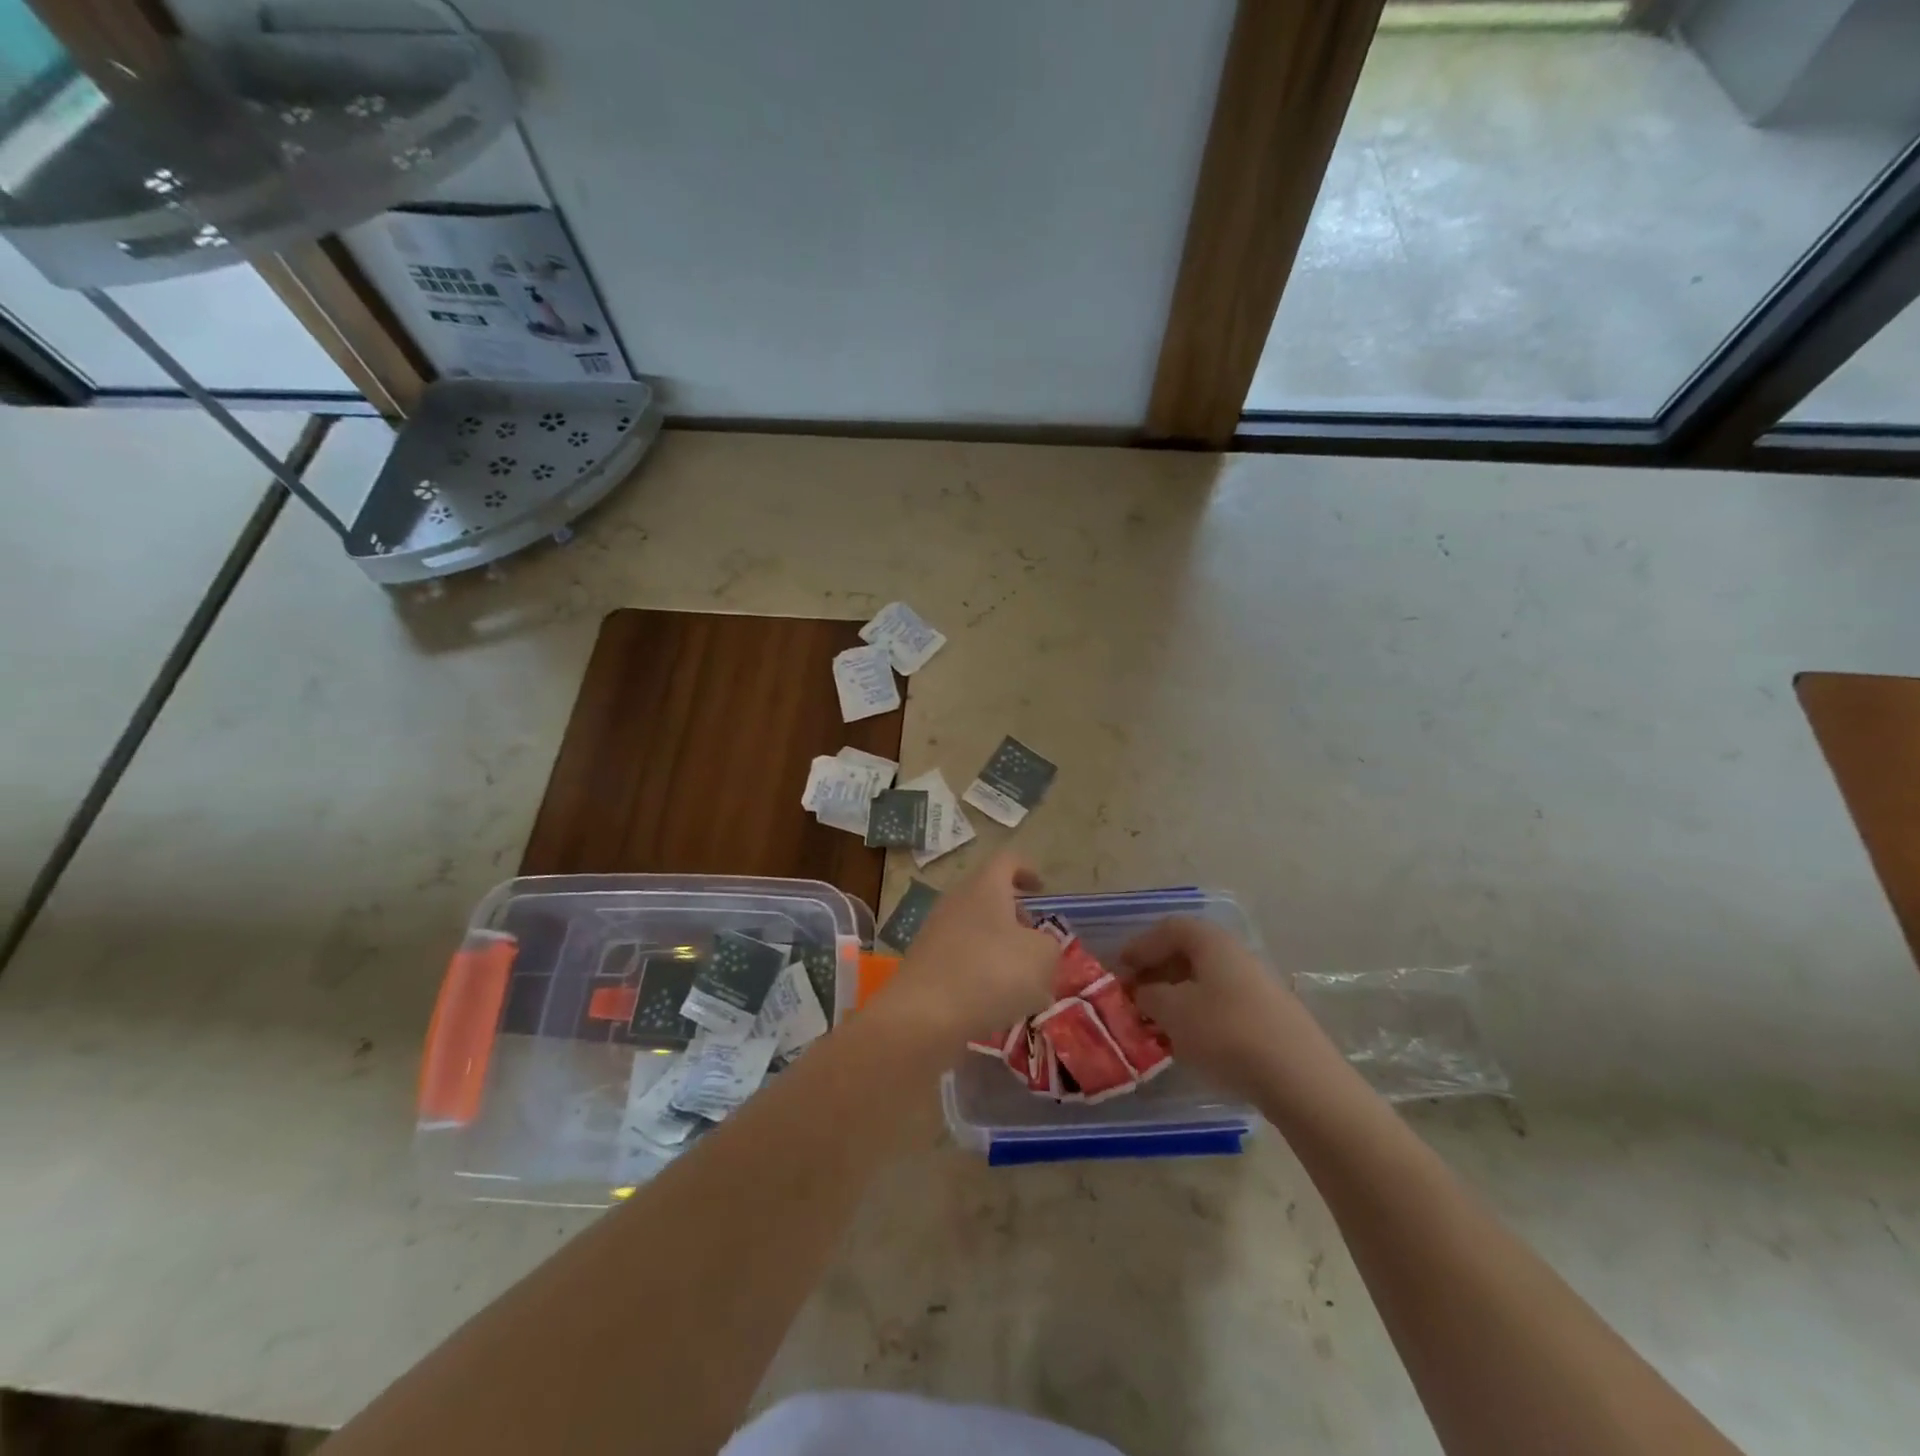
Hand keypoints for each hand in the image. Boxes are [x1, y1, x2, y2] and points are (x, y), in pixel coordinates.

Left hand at [885, 853, 1058, 1042]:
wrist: (924, 1015)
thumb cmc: (990, 973)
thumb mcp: (1042, 957)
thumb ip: (1050, 946)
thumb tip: (1040, 947)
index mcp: (985, 887)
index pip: (1007, 861)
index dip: (1027, 870)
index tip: (1041, 890)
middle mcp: (957, 900)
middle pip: (988, 896)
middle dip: (1014, 916)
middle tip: (1034, 940)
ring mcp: (936, 931)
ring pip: (975, 929)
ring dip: (998, 947)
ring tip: (1020, 980)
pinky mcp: (925, 963)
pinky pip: (961, 957)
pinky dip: (980, 971)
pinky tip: (994, 1002)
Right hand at [1117, 917, 1344, 1103]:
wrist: (1300, 1079)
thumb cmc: (1227, 1033)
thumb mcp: (1174, 1012)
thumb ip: (1149, 996)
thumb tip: (1144, 992)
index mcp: (1211, 942)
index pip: (1168, 929)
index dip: (1140, 945)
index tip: (1119, 969)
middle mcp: (1235, 953)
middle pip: (1188, 952)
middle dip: (1156, 972)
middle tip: (1134, 996)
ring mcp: (1257, 984)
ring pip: (1205, 980)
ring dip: (1176, 995)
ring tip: (1156, 1022)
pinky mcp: (1269, 1015)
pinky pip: (1222, 1002)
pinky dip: (1198, 1013)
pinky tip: (1190, 1039)